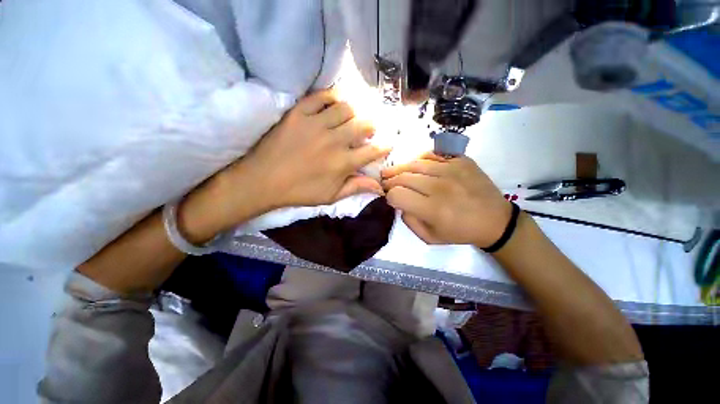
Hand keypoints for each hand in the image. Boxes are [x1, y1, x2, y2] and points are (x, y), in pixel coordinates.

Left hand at [214, 89, 389, 223]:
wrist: (264, 180)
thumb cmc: (300, 191)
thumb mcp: (331, 196)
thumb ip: (356, 188)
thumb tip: (379, 187)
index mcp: (343, 163)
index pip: (372, 151)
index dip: (384, 147)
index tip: (388, 143)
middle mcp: (334, 141)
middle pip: (363, 125)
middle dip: (372, 127)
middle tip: (368, 130)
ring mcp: (316, 124)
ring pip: (346, 108)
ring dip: (354, 112)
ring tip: (350, 119)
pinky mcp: (298, 113)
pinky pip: (320, 96)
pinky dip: (331, 97)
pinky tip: (333, 103)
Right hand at [381, 153, 510, 247]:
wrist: (495, 220)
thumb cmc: (460, 232)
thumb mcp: (430, 237)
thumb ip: (409, 221)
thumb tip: (399, 203)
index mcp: (432, 209)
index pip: (397, 195)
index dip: (388, 196)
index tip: (389, 198)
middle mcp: (440, 186)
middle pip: (403, 177)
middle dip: (389, 180)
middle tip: (384, 183)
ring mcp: (452, 170)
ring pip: (415, 164)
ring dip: (399, 168)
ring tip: (391, 172)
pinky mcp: (461, 160)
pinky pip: (432, 155)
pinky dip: (419, 160)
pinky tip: (414, 166)